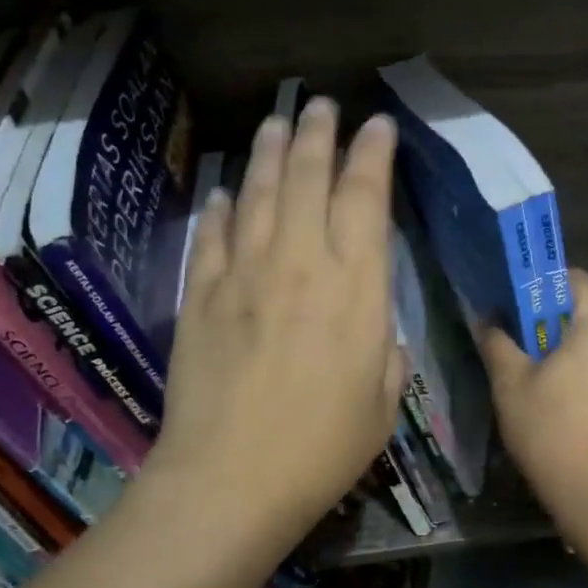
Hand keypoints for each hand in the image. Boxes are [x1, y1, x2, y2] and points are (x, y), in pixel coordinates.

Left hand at [147, 99, 405, 546]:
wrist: (231, 481)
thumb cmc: (322, 449)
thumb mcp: (383, 403)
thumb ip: (386, 354)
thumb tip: (377, 330)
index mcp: (356, 290)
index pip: (365, 199)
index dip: (373, 155)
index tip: (378, 126)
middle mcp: (300, 266)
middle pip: (308, 179)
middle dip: (318, 135)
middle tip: (322, 106)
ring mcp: (243, 276)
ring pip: (258, 194)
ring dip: (268, 153)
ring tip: (276, 122)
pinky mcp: (201, 297)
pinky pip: (212, 237)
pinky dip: (221, 209)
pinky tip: (225, 192)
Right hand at [478, 268, 587, 528]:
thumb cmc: (550, 429)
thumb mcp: (511, 384)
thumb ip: (497, 342)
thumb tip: (487, 320)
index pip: (578, 280)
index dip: (547, 283)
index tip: (521, 301)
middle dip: (556, 323)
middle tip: (523, 344)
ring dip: (574, 352)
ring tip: (542, 378)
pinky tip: (567, 403)